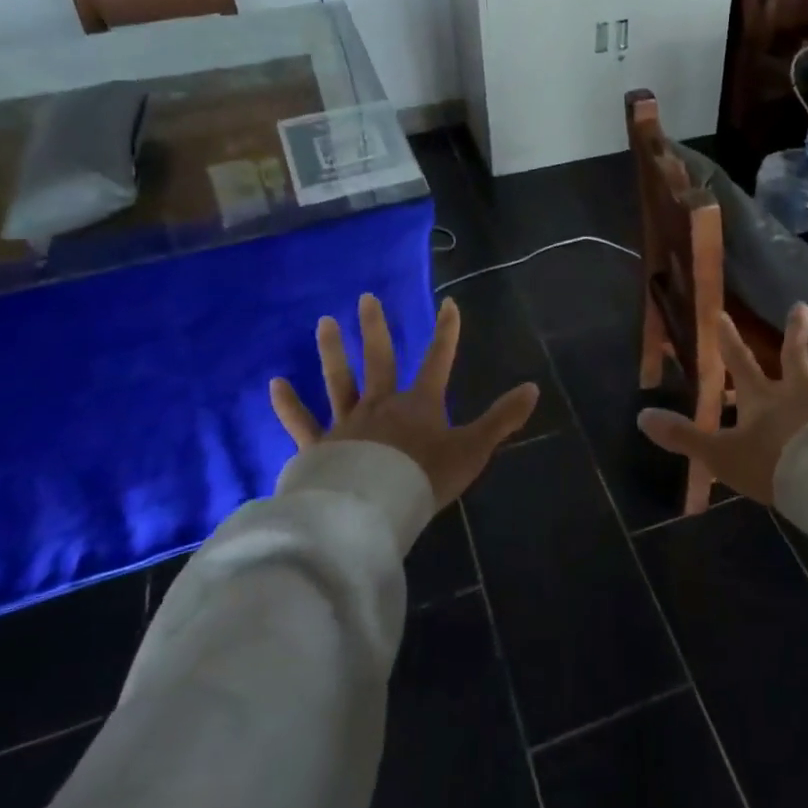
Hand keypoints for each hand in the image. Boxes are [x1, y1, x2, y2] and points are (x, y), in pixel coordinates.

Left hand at [270, 293, 538, 509]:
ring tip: (324, 322)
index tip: (449, 303)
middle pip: (379, 359)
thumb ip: (502, 419)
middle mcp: (382, 404)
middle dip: (376, 328)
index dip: (446, 331)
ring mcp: (348, 423)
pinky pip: (301, 422)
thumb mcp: (473, 449)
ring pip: (339, 380)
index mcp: (419, 404)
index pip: (438, 359)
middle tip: (366, 297)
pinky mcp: (320, 447)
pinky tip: (274, 383)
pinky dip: (288, 404)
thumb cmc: (425, 478)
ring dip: (333, 351)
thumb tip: (533, 387)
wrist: (374, 510)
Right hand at [637, 304, 807, 505]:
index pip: (739, 362)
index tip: (722, 314)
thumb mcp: (720, 456)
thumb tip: (641, 416)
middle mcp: (799, 390)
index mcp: (763, 399)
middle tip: (800, 306)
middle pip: (795, 355)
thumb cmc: (773, 467)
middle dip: (795, 331)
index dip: (728, 339)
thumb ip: (683, 437)